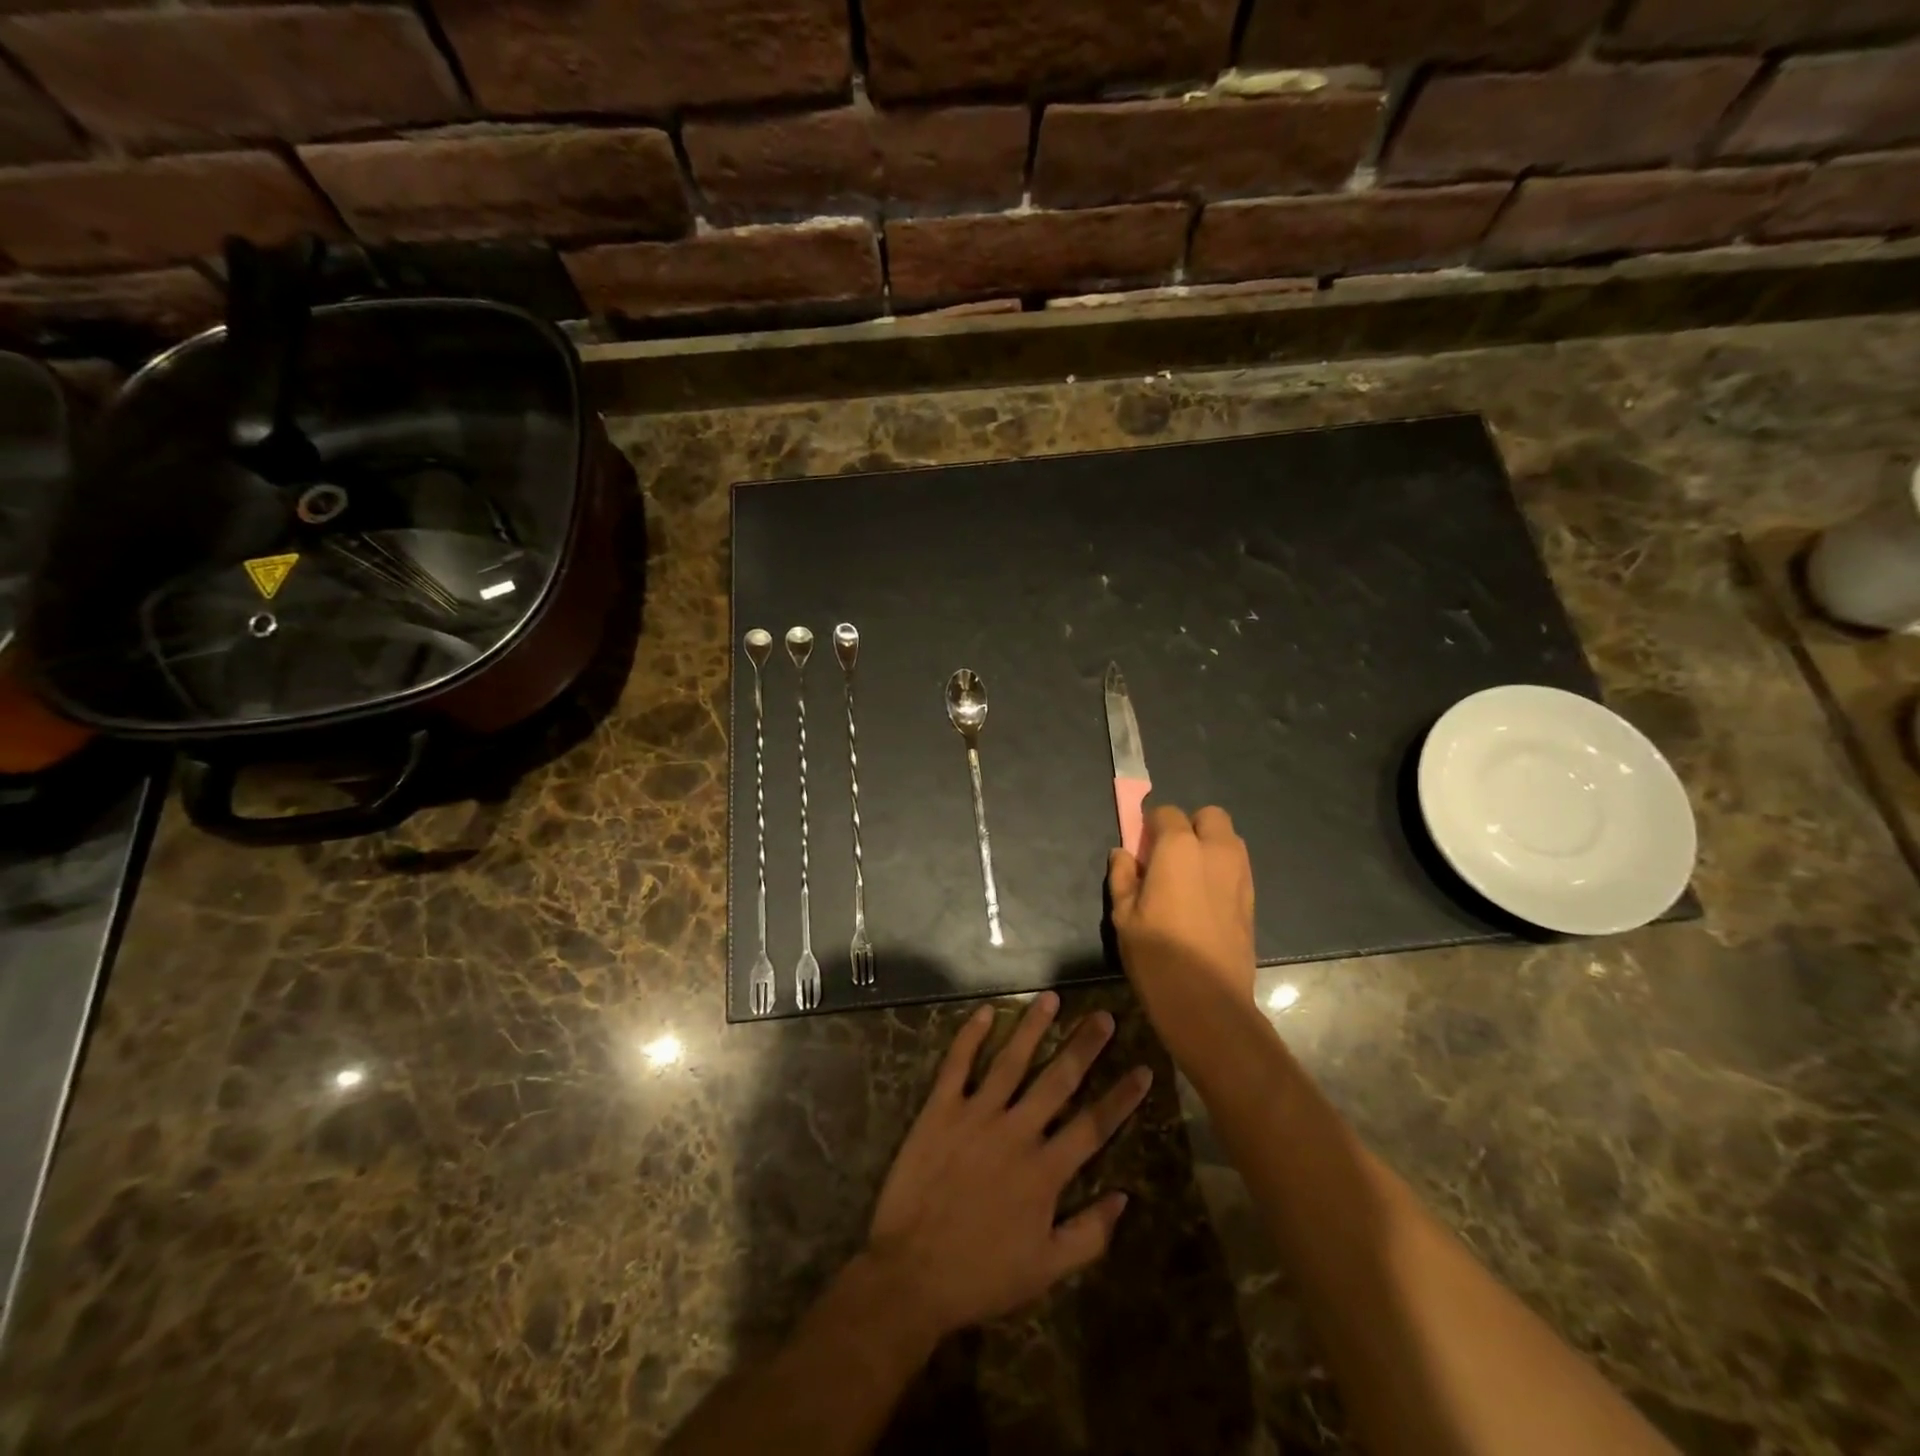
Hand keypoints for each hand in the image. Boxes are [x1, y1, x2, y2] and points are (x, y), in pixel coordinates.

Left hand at [865, 992, 1150, 1340]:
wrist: (911, 1273)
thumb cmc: (981, 1274)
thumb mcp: (1046, 1270)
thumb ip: (1089, 1234)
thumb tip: (1123, 1196)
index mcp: (1045, 1171)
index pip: (1093, 1125)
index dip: (1122, 1097)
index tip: (1144, 1069)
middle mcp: (1016, 1132)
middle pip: (1058, 1080)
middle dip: (1084, 1046)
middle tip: (1104, 1016)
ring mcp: (976, 1115)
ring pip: (1011, 1061)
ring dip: (1032, 1028)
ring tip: (1051, 998)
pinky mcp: (940, 1110)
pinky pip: (957, 1064)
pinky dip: (970, 1036)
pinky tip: (985, 1011)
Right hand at [1108, 804, 1256, 1057]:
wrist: (1208, 1001)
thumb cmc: (1157, 954)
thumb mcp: (1123, 915)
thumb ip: (1122, 876)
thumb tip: (1123, 854)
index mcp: (1180, 848)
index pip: (1166, 813)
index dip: (1151, 826)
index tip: (1142, 848)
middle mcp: (1216, 851)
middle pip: (1209, 816)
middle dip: (1189, 826)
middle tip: (1169, 857)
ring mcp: (1240, 874)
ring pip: (1229, 840)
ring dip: (1209, 845)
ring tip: (1188, 877)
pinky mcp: (1252, 899)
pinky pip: (1237, 867)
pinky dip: (1222, 870)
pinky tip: (1204, 899)